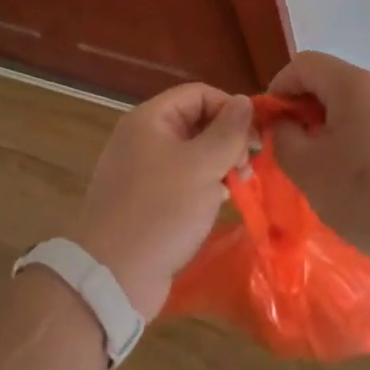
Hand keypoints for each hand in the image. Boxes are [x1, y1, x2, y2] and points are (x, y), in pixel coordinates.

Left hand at [68, 84, 253, 317]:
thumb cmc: (161, 209)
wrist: (113, 276)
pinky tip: (220, 202)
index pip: (198, 94)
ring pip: (192, 153)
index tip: (256, 135)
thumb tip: (245, 101)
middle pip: (195, 122)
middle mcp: (143, 138)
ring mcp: (142, 171)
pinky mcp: (146, 201)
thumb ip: (228, 132)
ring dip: (220, 164)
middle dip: (227, 139)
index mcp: (150, 119)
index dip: (230, 108)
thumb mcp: (203, 166)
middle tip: (249, 164)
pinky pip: (182, 180)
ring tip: (241, 184)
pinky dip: (204, 186)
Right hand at [267, 50, 369, 274]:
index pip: (302, 64)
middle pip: (328, 84)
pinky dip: (357, 146)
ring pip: (352, 109)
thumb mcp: (310, 170)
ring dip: (330, 133)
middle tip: (295, 156)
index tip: (271, 129)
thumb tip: (282, 123)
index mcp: (352, 84)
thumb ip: (283, 139)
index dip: (278, 90)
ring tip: (326, 176)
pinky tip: (361, 186)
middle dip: (303, 115)